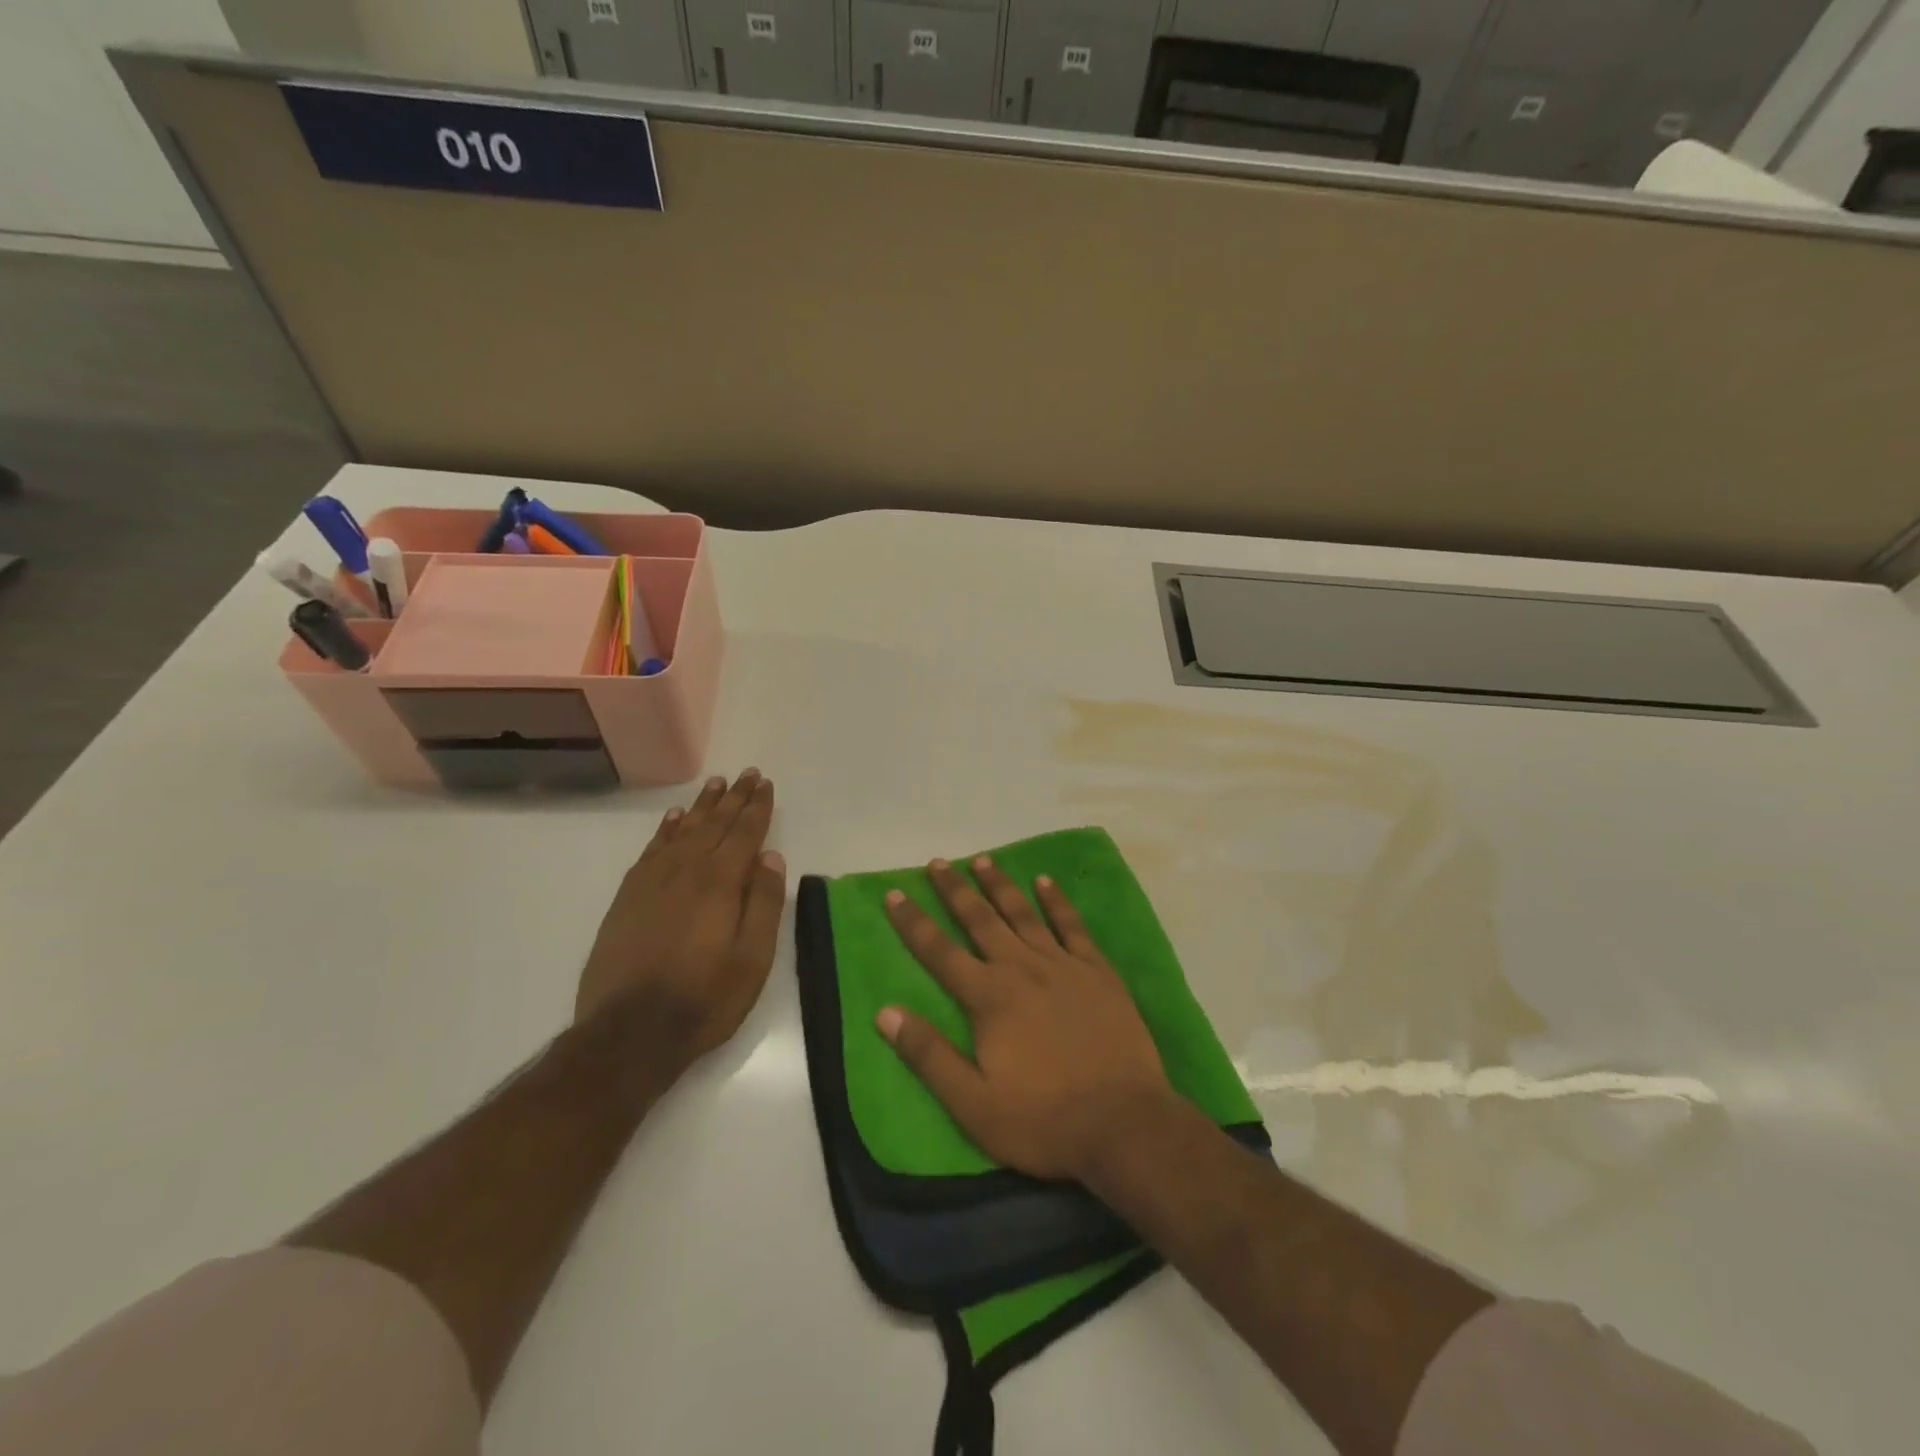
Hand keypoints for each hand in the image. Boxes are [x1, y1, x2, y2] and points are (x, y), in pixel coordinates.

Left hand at [577, 769, 786, 1073]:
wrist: (629, 1033)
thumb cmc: (704, 999)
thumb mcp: (752, 959)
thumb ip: (763, 903)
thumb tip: (770, 857)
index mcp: (719, 883)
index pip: (744, 833)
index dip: (756, 807)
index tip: (765, 783)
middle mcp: (685, 871)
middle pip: (714, 824)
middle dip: (734, 798)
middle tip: (747, 774)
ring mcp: (652, 882)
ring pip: (682, 831)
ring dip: (701, 806)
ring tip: (716, 784)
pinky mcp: (628, 898)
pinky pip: (651, 850)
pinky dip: (665, 830)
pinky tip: (673, 820)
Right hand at [877, 855, 1174, 1182]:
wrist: (1124, 1123)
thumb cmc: (1043, 1120)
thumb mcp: (973, 1103)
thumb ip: (929, 1055)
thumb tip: (885, 1012)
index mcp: (989, 998)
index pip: (940, 952)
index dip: (914, 923)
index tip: (895, 893)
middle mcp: (1022, 968)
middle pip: (981, 920)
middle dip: (955, 890)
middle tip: (937, 862)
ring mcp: (1064, 966)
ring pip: (1023, 914)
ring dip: (1000, 885)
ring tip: (982, 860)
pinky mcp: (1098, 972)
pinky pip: (1072, 926)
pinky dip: (1057, 901)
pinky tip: (1045, 882)